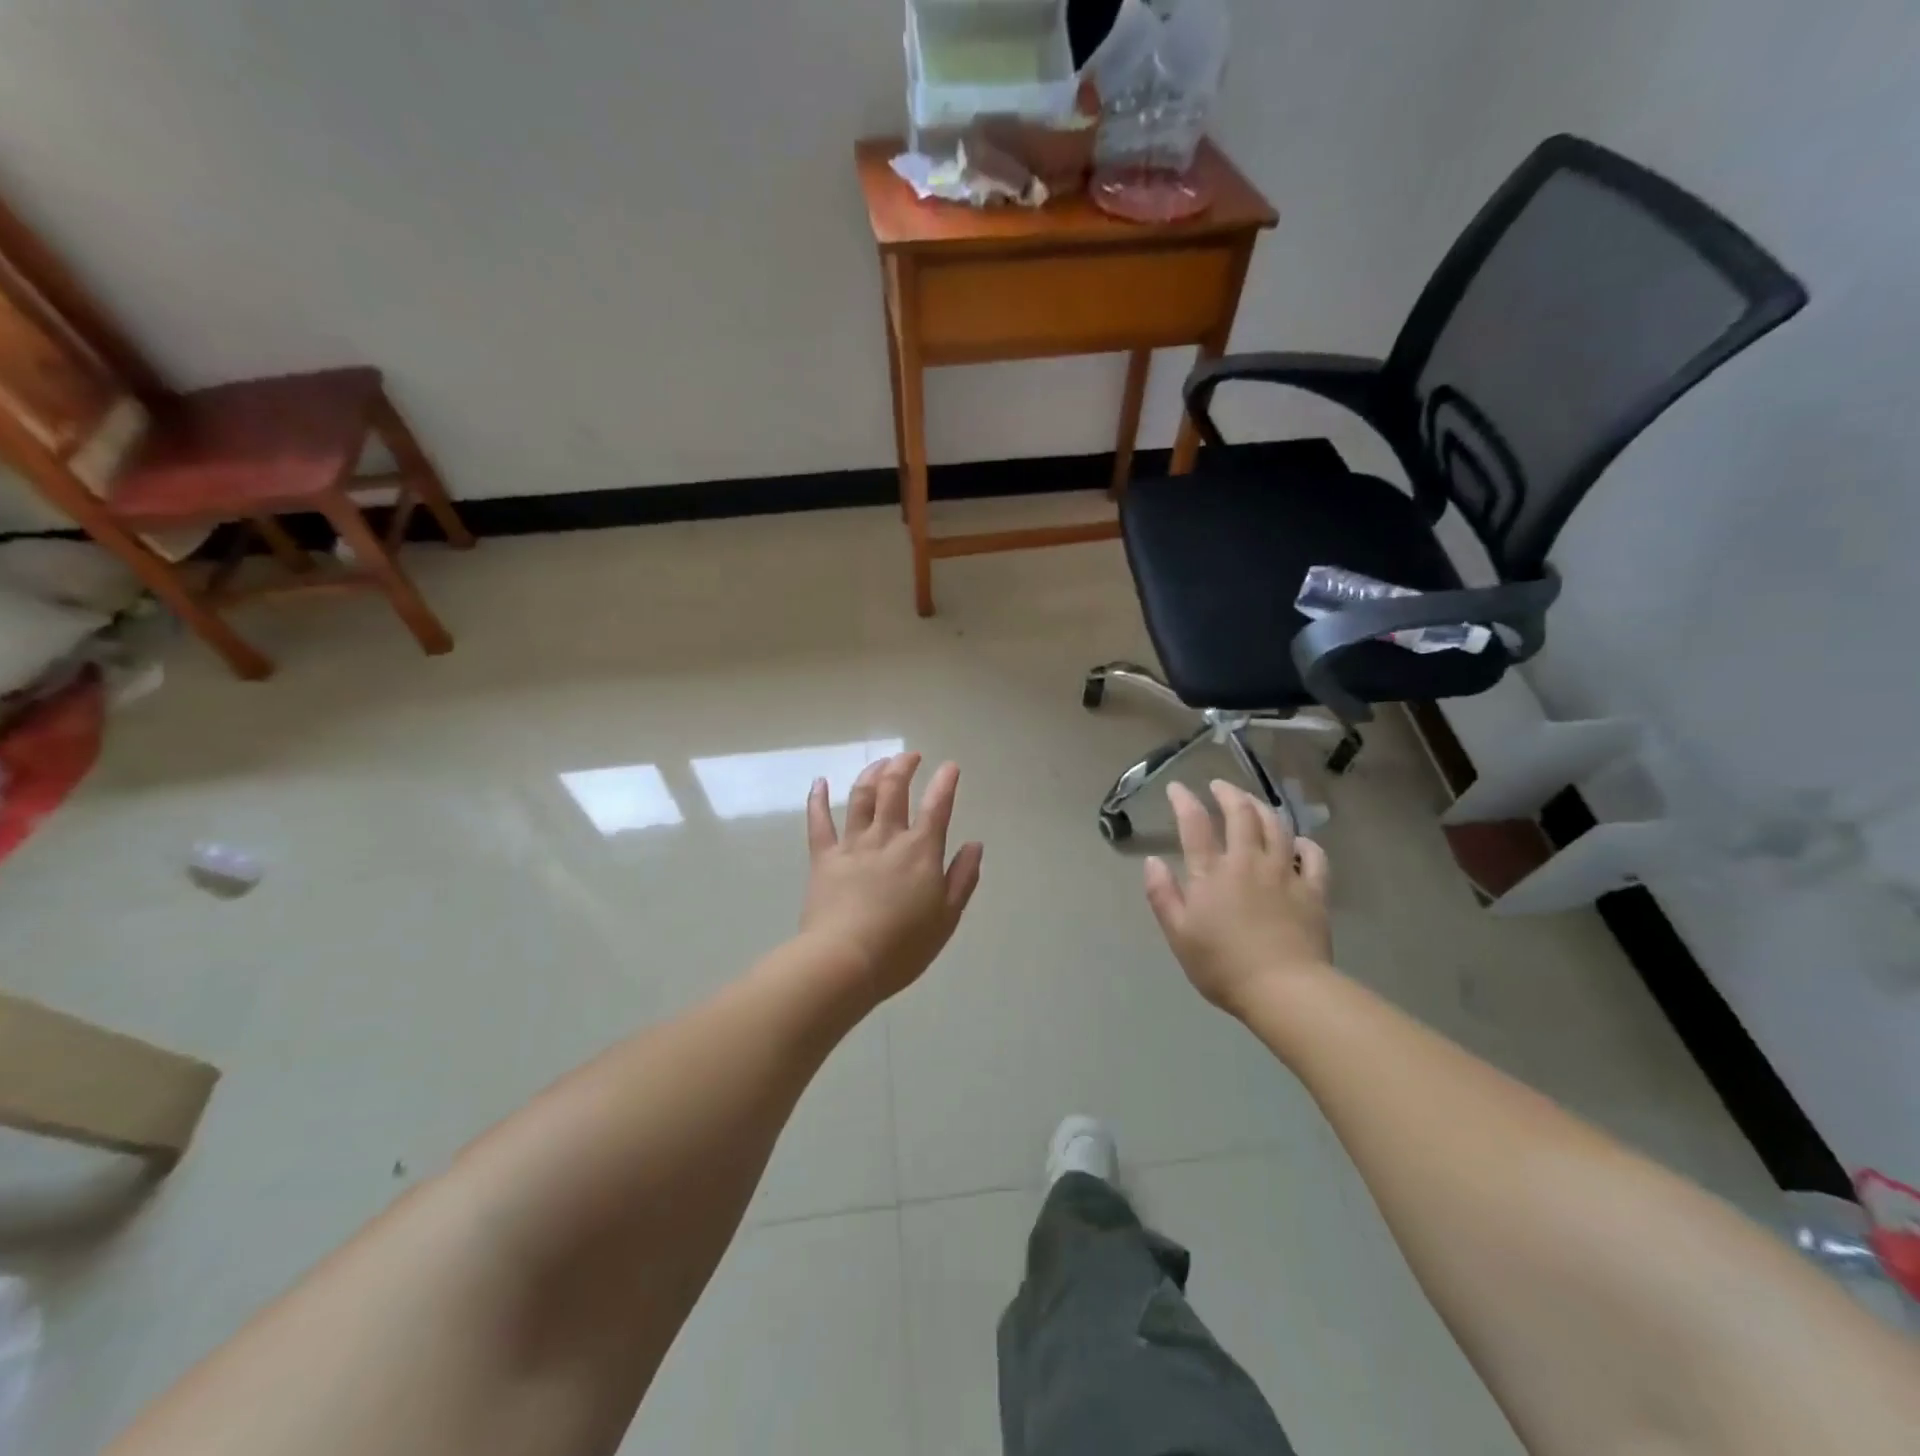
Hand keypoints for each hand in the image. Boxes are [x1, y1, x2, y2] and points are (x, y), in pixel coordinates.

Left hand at [801, 752, 983, 1003]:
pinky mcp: (823, 857)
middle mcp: (887, 837)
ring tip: (880, 762)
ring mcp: (852, 844)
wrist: (845, 960)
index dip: (945, 782)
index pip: (937, 807)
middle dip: (904, 766)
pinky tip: (820, 781)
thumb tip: (974, 844)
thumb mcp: (947, 917)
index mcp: (920, 851)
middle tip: (911, 756)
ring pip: (861, 796)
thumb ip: (962, 877)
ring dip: (871, 773)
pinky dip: (818, 798)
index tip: (950, 766)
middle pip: (894, 789)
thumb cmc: (903, 946)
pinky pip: (819, 821)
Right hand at [1143, 780, 1331, 1016]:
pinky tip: (1298, 841)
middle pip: (1241, 814)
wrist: (1284, 990)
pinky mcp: (1314, 891)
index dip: (1184, 800)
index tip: (1177, 787)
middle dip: (1228, 793)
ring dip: (1262, 808)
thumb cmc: (1222, 966)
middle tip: (1219, 785)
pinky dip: (1305, 843)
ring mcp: (1285, 873)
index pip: (1195, 824)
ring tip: (1253, 802)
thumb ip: (1162, 895)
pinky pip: (1314, 857)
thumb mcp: (1179, 935)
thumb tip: (1152, 861)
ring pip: (1276, 827)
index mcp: (1212, 873)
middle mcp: (1248, 862)